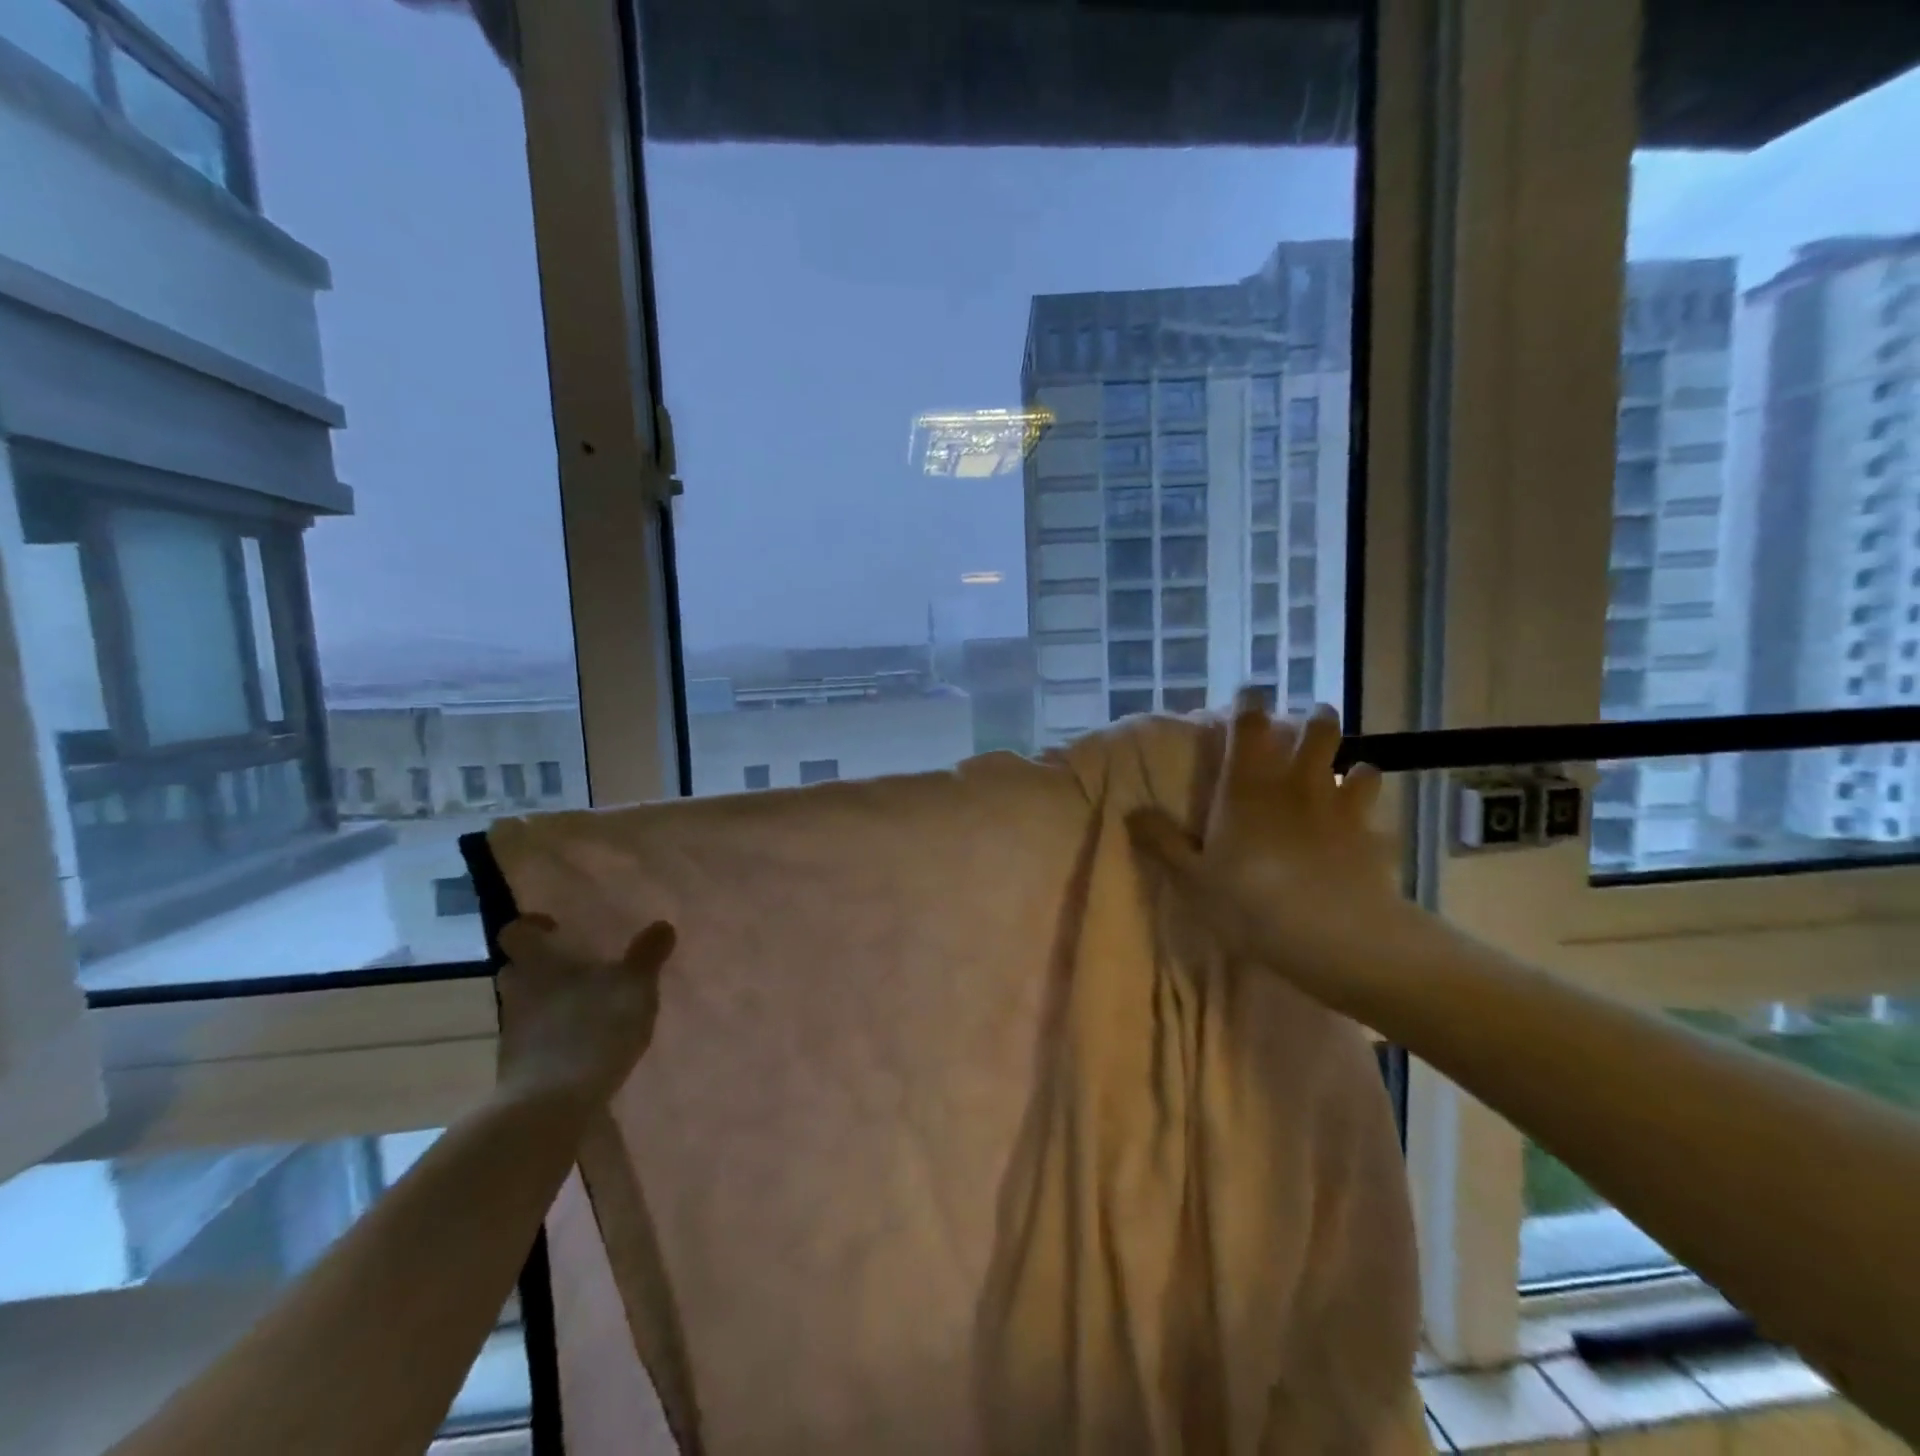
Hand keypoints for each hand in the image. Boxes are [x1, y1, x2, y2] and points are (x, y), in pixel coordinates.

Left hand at [495, 915, 676, 1108]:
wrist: (548, 1108)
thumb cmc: (591, 1029)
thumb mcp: (634, 987)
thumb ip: (647, 955)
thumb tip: (661, 925)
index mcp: (539, 964)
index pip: (516, 932)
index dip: (532, 926)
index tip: (558, 928)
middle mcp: (519, 992)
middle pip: (519, 969)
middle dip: (544, 966)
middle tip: (579, 966)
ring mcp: (514, 1032)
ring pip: (528, 1005)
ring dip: (552, 1002)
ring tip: (591, 1006)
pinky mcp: (520, 1068)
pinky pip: (536, 1039)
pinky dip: (556, 1035)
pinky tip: (587, 1042)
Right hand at [1127, 692, 1398, 976]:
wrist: (1331, 934)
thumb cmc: (1250, 901)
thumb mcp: (1193, 877)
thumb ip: (1163, 842)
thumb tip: (1132, 811)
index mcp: (1247, 786)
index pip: (1250, 726)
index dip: (1250, 703)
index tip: (1250, 693)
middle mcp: (1296, 783)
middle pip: (1317, 730)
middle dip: (1315, 720)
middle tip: (1309, 723)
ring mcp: (1339, 805)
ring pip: (1354, 763)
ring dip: (1348, 762)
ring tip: (1344, 770)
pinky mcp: (1370, 833)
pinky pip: (1376, 806)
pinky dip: (1370, 803)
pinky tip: (1365, 816)